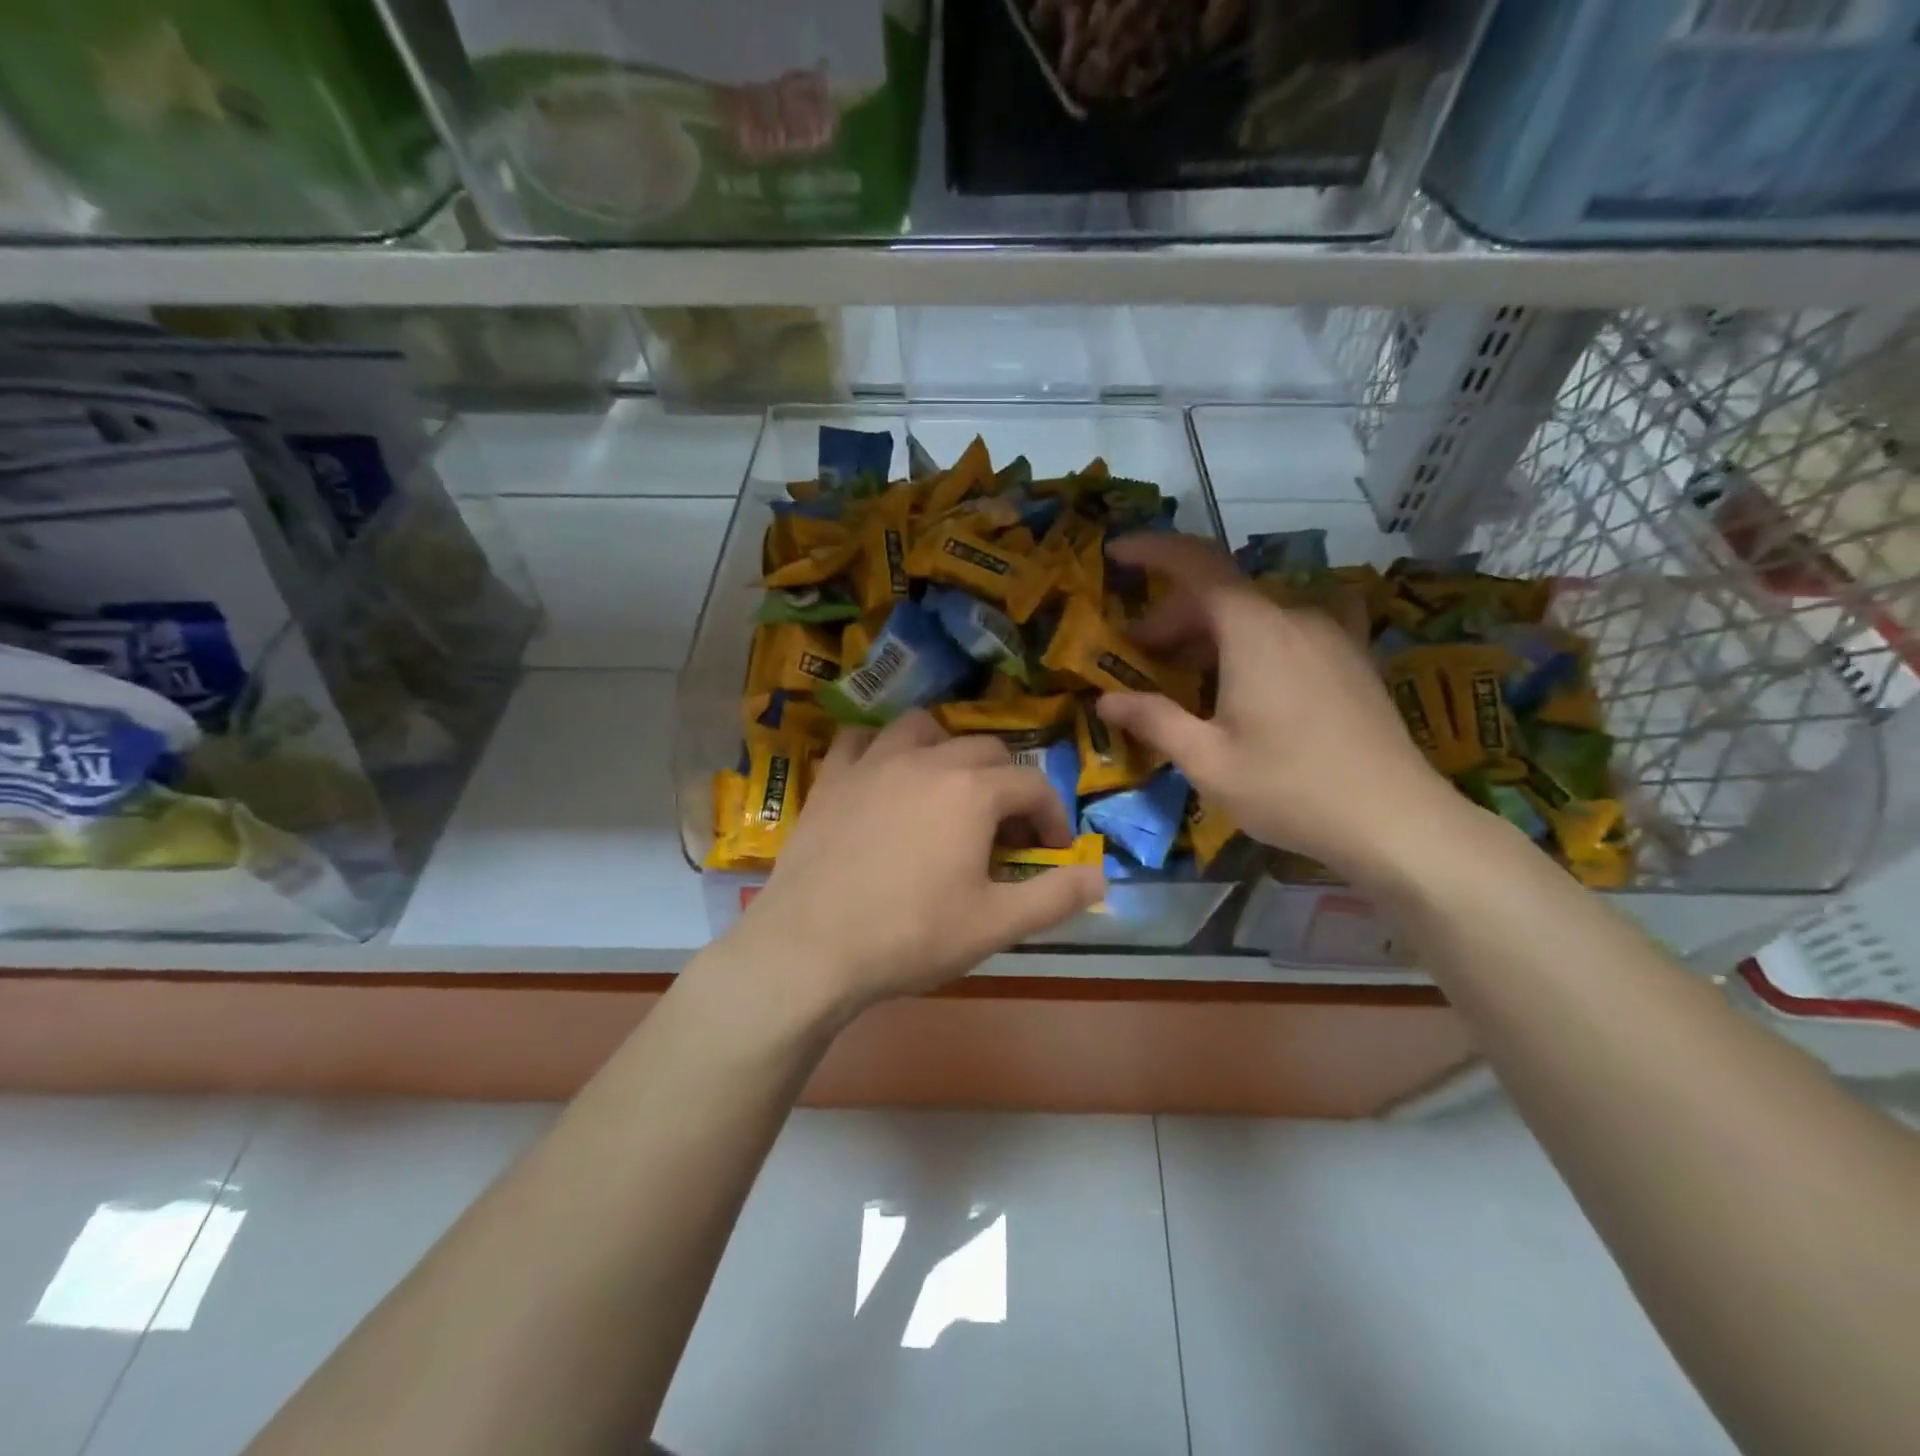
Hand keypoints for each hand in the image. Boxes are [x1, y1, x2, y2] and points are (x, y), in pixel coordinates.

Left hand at [731, 711, 1103, 1014]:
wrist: (811, 948)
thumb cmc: (910, 936)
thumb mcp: (996, 925)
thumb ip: (1056, 896)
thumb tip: (1101, 875)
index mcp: (972, 791)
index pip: (1033, 785)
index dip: (1052, 816)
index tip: (1052, 850)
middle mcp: (926, 760)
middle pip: (985, 749)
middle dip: (1007, 784)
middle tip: (1004, 831)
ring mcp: (873, 763)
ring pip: (922, 728)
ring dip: (947, 749)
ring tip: (947, 790)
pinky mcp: (831, 777)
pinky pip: (860, 741)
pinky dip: (880, 750)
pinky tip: (883, 778)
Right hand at [1097, 533, 1461, 878]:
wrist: (1396, 821)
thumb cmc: (1290, 788)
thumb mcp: (1208, 761)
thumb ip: (1154, 720)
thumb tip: (1106, 701)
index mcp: (1255, 630)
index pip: (1196, 564)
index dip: (1152, 550)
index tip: (1117, 552)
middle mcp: (1294, 617)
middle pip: (1221, 595)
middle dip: (1171, 618)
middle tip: (1138, 656)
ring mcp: (1330, 635)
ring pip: (1254, 615)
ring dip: (1210, 634)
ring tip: (1185, 675)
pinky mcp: (1351, 659)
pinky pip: (1288, 632)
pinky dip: (1251, 642)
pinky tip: (1246, 677)